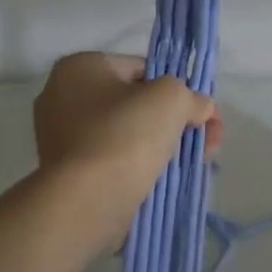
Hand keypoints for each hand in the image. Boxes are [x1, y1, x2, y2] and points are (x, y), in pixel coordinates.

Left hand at [34, 53, 222, 253]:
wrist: (85, 203)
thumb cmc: (124, 136)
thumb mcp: (171, 99)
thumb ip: (191, 96)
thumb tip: (200, 107)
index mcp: (79, 67)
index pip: (142, 69)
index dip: (179, 88)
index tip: (204, 112)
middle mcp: (62, 98)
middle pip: (137, 104)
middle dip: (177, 120)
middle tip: (209, 140)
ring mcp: (63, 138)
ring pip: (129, 135)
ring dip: (165, 144)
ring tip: (199, 161)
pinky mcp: (69, 174)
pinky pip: (115, 161)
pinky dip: (142, 166)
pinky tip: (169, 178)